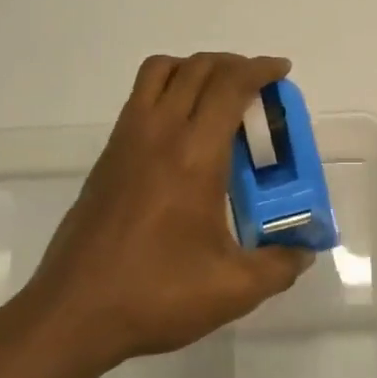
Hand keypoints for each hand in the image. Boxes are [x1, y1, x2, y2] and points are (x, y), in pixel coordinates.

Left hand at [0, 53, 314, 377]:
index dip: (259, 69)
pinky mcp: (107, 158)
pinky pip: (140, 98)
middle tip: (258, 86)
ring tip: (218, 95)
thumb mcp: (233, 290)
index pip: (229, 86)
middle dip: (233, 63)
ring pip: (160, 72)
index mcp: (194, 156)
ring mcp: (126, 142)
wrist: (72, 313)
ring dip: (195, 68)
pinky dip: (168, 90)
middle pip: (197, 68)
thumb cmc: (156, 295)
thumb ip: (279, 266)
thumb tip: (304, 251)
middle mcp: (158, 135)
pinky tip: (184, 134)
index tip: (281, 71)